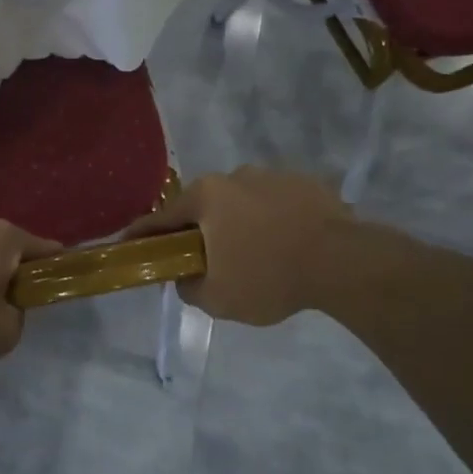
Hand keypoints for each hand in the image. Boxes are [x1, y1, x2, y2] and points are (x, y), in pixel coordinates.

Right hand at [126, 167, 352, 325]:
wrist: (343, 262)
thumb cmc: (269, 277)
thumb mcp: (217, 298)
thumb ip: (188, 287)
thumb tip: (184, 276)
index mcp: (205, 197)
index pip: (161, 217)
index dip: (143, 233)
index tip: (129, 242)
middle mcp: (234, 176)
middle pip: (204, 206)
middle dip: (200, 229)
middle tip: (205, 258)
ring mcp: (273, 175)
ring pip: (242, 202)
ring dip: (239, 222)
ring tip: (255, 253)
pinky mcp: (307, 182)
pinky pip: (276, 203)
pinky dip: (273, 220)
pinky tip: (286, 244)